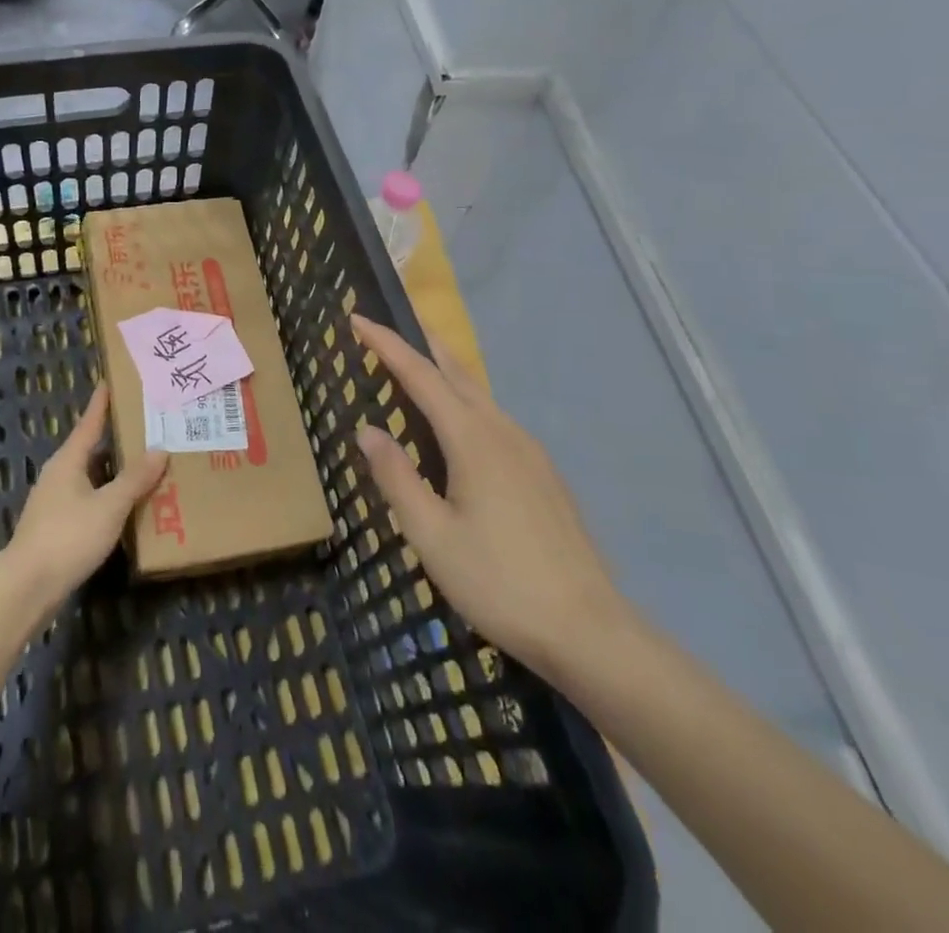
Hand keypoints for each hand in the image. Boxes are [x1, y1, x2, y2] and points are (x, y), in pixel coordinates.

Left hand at [4, 384, 168, 612]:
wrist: (27, 586)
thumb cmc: (68, 536)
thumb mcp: (109, 506)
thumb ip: (135, 479)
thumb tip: (159, 450)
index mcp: (68, 461)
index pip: (89, 423)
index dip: (100, 404)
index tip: (109, 382)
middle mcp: (58, 475)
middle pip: (89, 449)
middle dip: (114, 440)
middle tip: (143, 428)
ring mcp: (54, 502)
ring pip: (89, 477)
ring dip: (112, 472)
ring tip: (141, 467)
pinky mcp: (55, 527)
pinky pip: (87, 500)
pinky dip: (106, 496)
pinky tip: (123, 508)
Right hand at [349, 315, 629, 677]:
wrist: (590, 632)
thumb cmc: (499, 582)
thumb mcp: (431, 535)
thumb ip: (397, 477)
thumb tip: (368, 431)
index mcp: (472, 440)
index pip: (420, 376)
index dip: (387, 345)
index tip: (357, 319)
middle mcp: (503, 432)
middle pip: (457, 371)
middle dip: (423, 340)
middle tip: (394, 318)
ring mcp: (529, 452)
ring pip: (479, 394)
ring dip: (444, 370)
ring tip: (417, 364)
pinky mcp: (543, 474)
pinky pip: (494, 419)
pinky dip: (465, 401)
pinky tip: (458, 424)